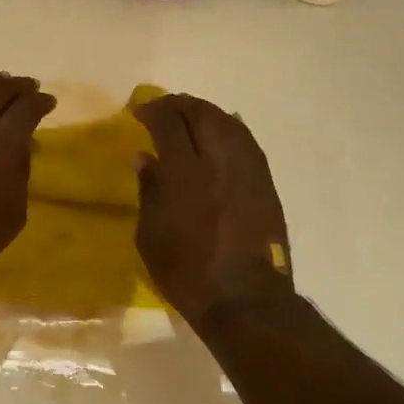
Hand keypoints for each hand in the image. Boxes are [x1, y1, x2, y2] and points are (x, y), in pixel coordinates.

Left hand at [0, 60, 56, 284]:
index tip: (48, 103)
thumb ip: (21, 172)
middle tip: (28, 87)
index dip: (42, 102)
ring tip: (1, 80)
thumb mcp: (15, 212)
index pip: (28, 108)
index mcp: (4, 142)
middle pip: (0, 91)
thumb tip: (23, 147)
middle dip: (19, 86)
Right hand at [133, 94, 293, 326]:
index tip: (139, 110)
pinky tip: (221, 131)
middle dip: (179, 105)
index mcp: (184, 173)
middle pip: (200, 114)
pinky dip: (229, 128)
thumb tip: (145, 157)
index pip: (168, 123)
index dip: (152, 110)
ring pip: (227, 122)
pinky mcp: (264, 181)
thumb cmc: (187, 271)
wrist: (244, 298)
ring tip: (190, 115)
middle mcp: (217, 161)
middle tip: (164, 108)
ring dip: (205, 112)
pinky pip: (246, 140)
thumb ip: (148, 190)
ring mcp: (247, 169)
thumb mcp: (150, 235)